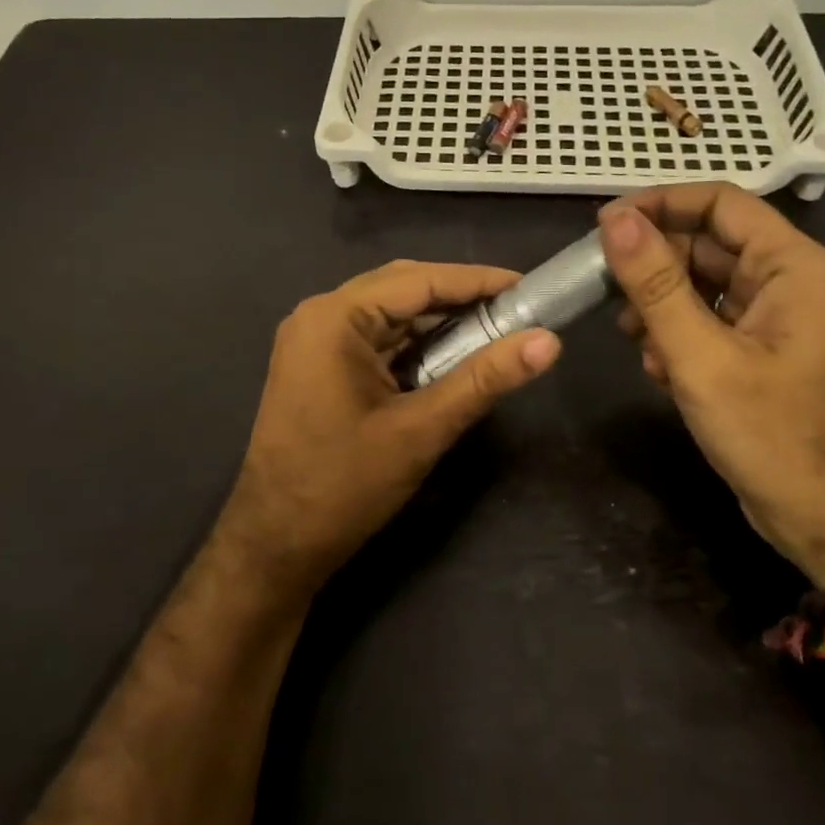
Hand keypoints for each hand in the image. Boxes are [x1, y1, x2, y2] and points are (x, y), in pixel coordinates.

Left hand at [219, 259, 560, 598]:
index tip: (528, 285)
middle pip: (401, 289)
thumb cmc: (345, 485)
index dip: (476, 280)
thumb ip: (484, 379)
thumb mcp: (422, 429)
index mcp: (334, 318)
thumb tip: (548, 342)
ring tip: (494, 330)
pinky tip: (449, 357)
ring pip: (388, 315)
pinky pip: (374, 340)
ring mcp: (313, 341)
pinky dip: (413, 345)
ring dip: (437, 322)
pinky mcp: (316, 366)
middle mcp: (319, 316)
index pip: (417, 281)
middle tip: (515, 309)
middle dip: (459, 298)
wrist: (276, 544)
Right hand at [598, 183, 824, 585]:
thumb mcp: (702, 358)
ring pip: (700, 285)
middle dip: (652, 266)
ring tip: (632, 340)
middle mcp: (788, 280)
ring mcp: (773, 318)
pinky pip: (706, 321)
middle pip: (705, 244)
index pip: (720, 202)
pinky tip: (658, 371)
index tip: (602, 226)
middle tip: (602, 290)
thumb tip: (614, 221)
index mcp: (794, 266)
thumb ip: (655, 285)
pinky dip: (675, 336)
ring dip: (658, 306)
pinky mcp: (758, 350)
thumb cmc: (774, 436)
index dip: (658, 204)